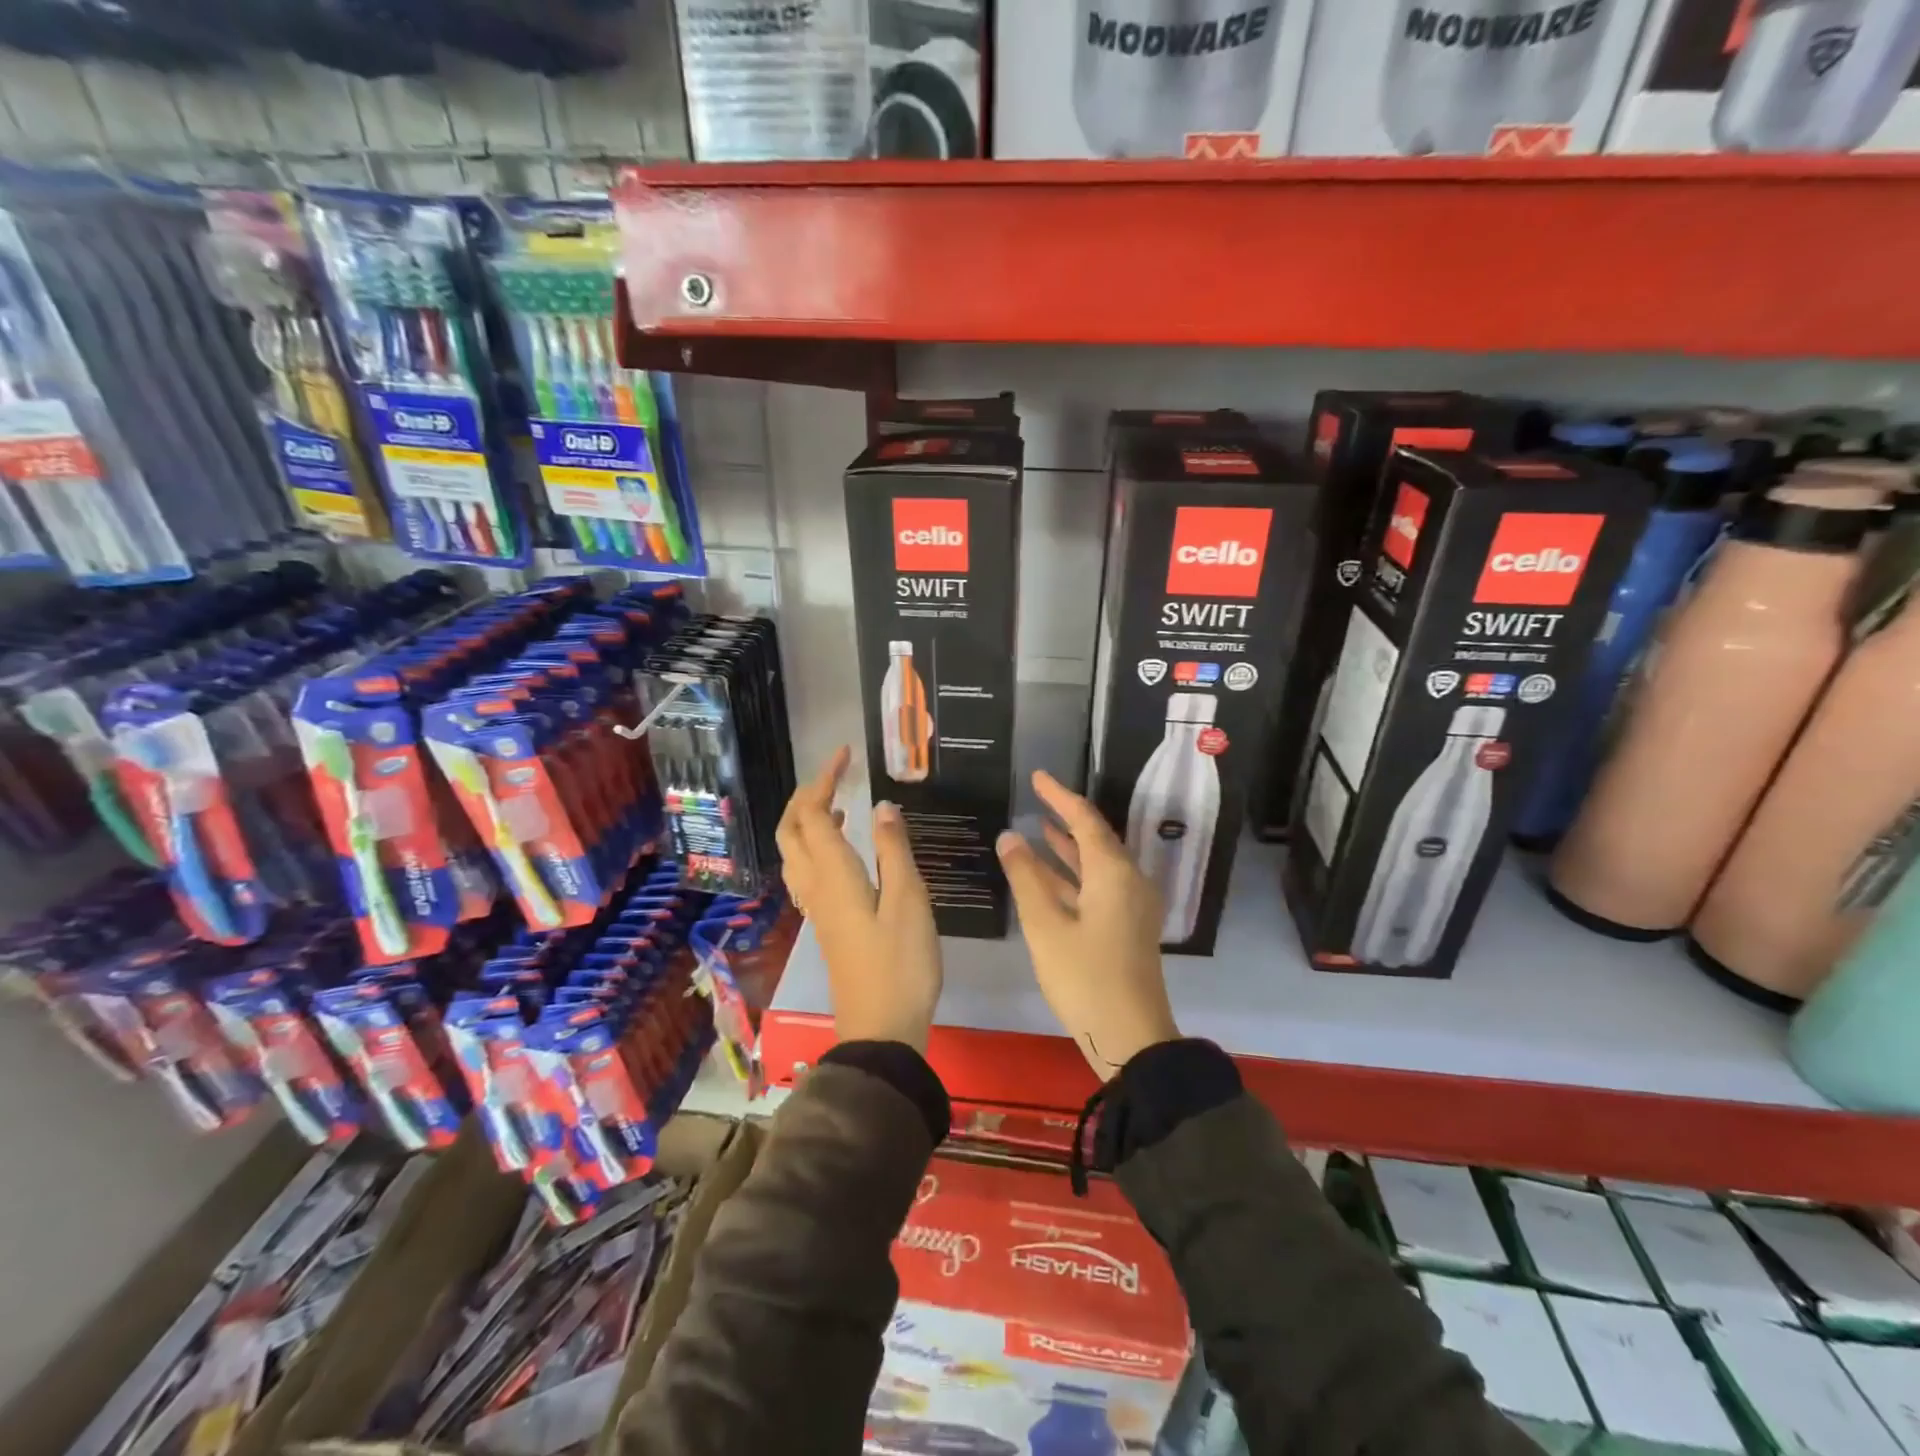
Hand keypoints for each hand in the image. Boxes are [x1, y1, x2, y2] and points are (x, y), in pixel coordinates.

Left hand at [777, 747, 941, 1051]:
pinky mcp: (826, 923)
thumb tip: (881, 806)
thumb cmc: (902, 964)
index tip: (845, 755)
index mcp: (834, 875)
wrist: (881, 1028)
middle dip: (806, 795)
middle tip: (836, 775)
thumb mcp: (909, 902)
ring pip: (795, 852)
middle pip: (791, 831)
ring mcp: (817, 907)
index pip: (812, 814)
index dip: (823, 779)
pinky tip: (846, 850)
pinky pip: (808, 871)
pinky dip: (817, 846)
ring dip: (808, 820)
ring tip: (839, 805)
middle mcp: (815, 886)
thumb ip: (895, 850)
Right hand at [996, 771, 1179, 1079]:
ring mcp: (1132, 905)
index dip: (1060, 796)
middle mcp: (1129, 880)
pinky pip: (1099, 886)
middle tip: (1035, 799)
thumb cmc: (1084, 977)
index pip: (1085, 819)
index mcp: (1113, 872)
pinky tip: (1048, 876)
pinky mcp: (1128, 927)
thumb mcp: (1046, 926)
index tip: (1038, 777)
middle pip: (1095, 838)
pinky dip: (1073, 876)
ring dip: (1067, 848)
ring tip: (1037, 828)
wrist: (1131, 1037)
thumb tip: (1010, 836)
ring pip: (1096, 864)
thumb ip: (1026, 877)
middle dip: (1064, 818)